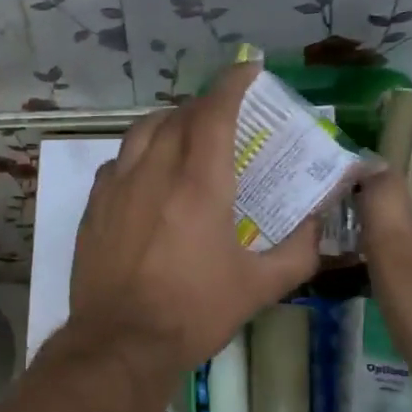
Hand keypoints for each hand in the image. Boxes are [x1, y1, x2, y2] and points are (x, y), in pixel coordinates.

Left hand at [69, 62, 321, 372]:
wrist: (121, 342)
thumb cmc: (194, 313)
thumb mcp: (260, 287)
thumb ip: (298, 250)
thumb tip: (318, 223)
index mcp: (199, 184)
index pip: (215, 112)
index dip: (233, 83)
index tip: (248, 70)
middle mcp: (154, 172)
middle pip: (178, 116)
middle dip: (204, 106)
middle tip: (225, 116)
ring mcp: (117, 187)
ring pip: (142, 132)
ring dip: (169, 123)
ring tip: (186, 136)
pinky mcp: (94, 206)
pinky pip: (118, 161)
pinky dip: (139, 153)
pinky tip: (148, 174)